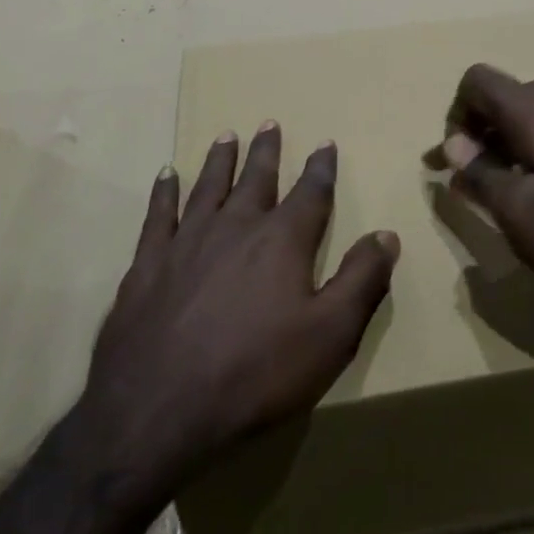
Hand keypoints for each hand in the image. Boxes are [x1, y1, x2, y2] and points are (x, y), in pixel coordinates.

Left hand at [70, 124, 397, 509]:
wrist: (157, 411)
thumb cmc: (256, 373)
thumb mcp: (330, 335)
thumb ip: (362, 280)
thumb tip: (387, 234)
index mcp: (282, 241)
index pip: (310, 193)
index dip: (321, 167)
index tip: (325, 143)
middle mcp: (235, 228)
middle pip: (256, 179)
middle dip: (266, 151)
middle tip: (269, 123)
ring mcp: (186, 243)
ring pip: (207, 187)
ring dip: (219, 160)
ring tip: (226, 135)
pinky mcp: (147, 265)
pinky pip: (158, 215)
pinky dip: (164, 192)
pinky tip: (165, 175)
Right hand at [436, 65, 533, 331]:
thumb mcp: (521, 215)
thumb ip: (481, 172)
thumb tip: (453, 142)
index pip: (478, 80)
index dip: (456, 114)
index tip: (456, 161)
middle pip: (509, 96)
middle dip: (483, 132)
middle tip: (477, 183)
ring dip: (515, 143)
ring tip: (516, 193)